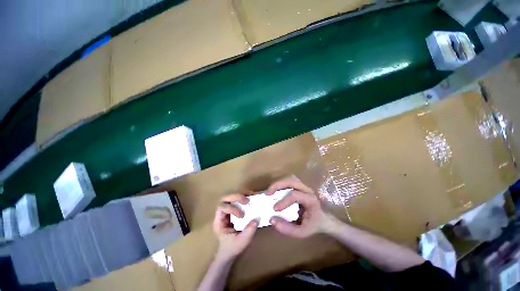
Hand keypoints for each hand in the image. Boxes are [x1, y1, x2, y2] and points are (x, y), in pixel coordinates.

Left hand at [213, 194, 258, 261]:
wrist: (229, 253)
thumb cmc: (232, 249)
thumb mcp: (242, 242)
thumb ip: (249, 231)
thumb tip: (257, 219)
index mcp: (219, 222)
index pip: (221, 207)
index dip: (231, 208)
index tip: (242, 215)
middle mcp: (221, 214)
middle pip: (225, 199)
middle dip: (236, 197)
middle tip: (247, 200)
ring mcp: (227, 211)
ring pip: (231, 197)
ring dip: (241, 195)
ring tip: (251, 196)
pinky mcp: (233, 210)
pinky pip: (236, 200)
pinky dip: (244, 197)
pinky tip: (251, 198)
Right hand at [267, 176, 331, 237]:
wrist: (323, 219)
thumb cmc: (313, 225)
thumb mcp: (302, 232)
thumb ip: (287, 229)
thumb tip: (271, 220)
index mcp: (310, 200)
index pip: (295, 195)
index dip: (283, 201)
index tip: (274, 209)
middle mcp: (307, 189)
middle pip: (291, 180)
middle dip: (278, 185)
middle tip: (267, 193)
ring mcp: (303, 186)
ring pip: (290, 178)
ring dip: (278, 183)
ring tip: (270, 191)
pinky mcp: (299, 186)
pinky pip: (289, 180)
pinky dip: (280, 183)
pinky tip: (275, 190)